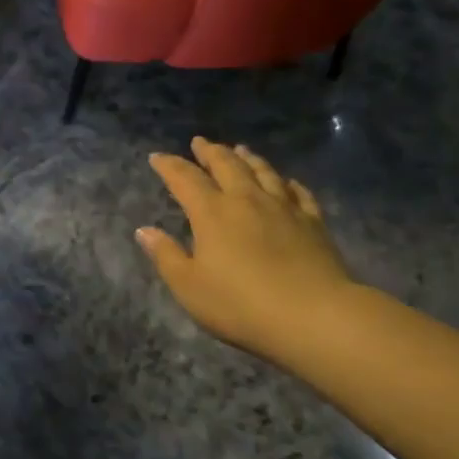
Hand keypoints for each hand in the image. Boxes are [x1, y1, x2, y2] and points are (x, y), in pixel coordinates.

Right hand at [137, 137, 357, 360]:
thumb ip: (166, 256)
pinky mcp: (313, 223)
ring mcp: (283, 208)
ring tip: (240, 148)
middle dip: (210, 151)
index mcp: (212, 212)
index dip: (169, 165)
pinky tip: (287, 182)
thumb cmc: (242, 305)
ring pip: (263, 171)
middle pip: (226, 165)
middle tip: (200, 142)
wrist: (315, 316)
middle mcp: (246, 200)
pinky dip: (289, 183)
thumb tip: (144, 230)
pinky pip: (299, 193)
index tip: (157, 157)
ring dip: (248, 158)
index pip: (185, 178)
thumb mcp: (190, 287)